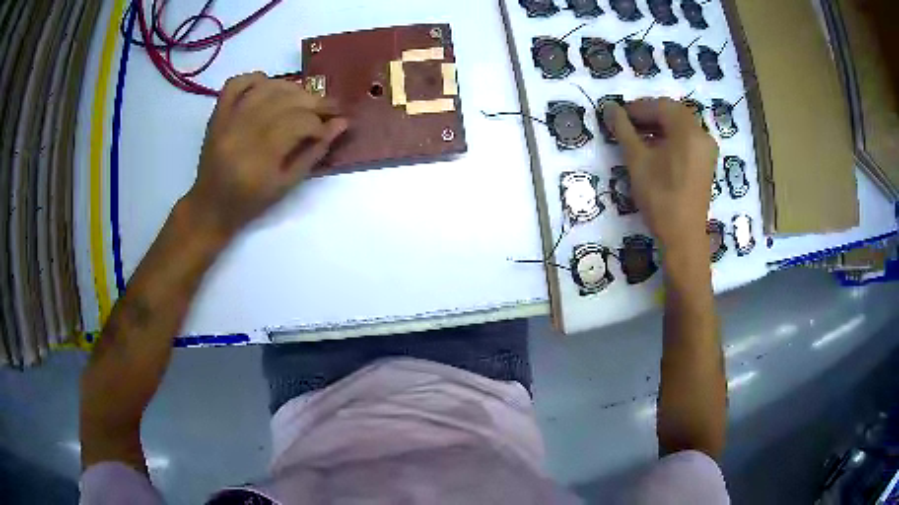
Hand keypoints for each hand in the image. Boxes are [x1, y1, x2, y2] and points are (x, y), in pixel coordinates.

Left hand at [185, 72, 347, 239]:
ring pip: (266, 88)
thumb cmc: (250, 203)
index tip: (333, 126)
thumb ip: (314, 154)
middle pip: (284, 101)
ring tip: (305, 98)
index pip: (298, 123)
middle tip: (329, 107)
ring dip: (292, 88)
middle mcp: (242, 132)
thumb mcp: (286, 186)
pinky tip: (270, 86)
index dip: (320, 122)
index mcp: (259, 158)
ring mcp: (227, 120)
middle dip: (313, 101)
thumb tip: (340, 124)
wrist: (210, 206)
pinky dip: (256, 78)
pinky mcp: (217, 114)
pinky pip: (237, 83)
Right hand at [603, 98, 717, 256]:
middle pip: (672, 113)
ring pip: (680, 127)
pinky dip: (670, 139)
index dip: (636, 107)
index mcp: (688, 129)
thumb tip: (610, 108)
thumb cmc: (660, 196)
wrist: (683, 237)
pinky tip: (655, 150)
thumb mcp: (637, 160)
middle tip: (625, 125)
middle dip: (648, 115)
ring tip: (637, 138)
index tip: (617, 116)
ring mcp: (707, 150)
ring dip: (658, 127)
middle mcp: (702, 134)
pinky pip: (687, 140)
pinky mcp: (706, 164)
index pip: (660, 105)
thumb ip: (623, 130)